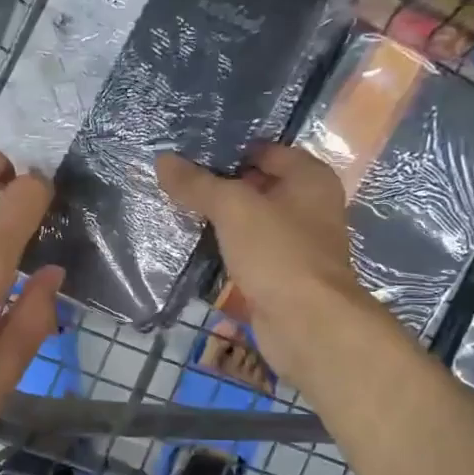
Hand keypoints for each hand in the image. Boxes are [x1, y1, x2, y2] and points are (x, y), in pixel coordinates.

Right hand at [156, 145, 381, 387]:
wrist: (307, 324)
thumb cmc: (278, 253)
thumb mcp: (233, 208)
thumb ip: (198, 184)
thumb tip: (163, 160)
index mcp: (310, 178)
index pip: (266, 150)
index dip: (230, 150)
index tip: (189, 154)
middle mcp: (309, 206)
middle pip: (258, 185)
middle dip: (221, 185)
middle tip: (177, 182)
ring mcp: (297, 243)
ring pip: (252, 221)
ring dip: (222, 219)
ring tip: (179, 210)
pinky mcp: (282, 275)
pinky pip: (249, 251)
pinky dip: (228, 248)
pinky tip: (197, 246)